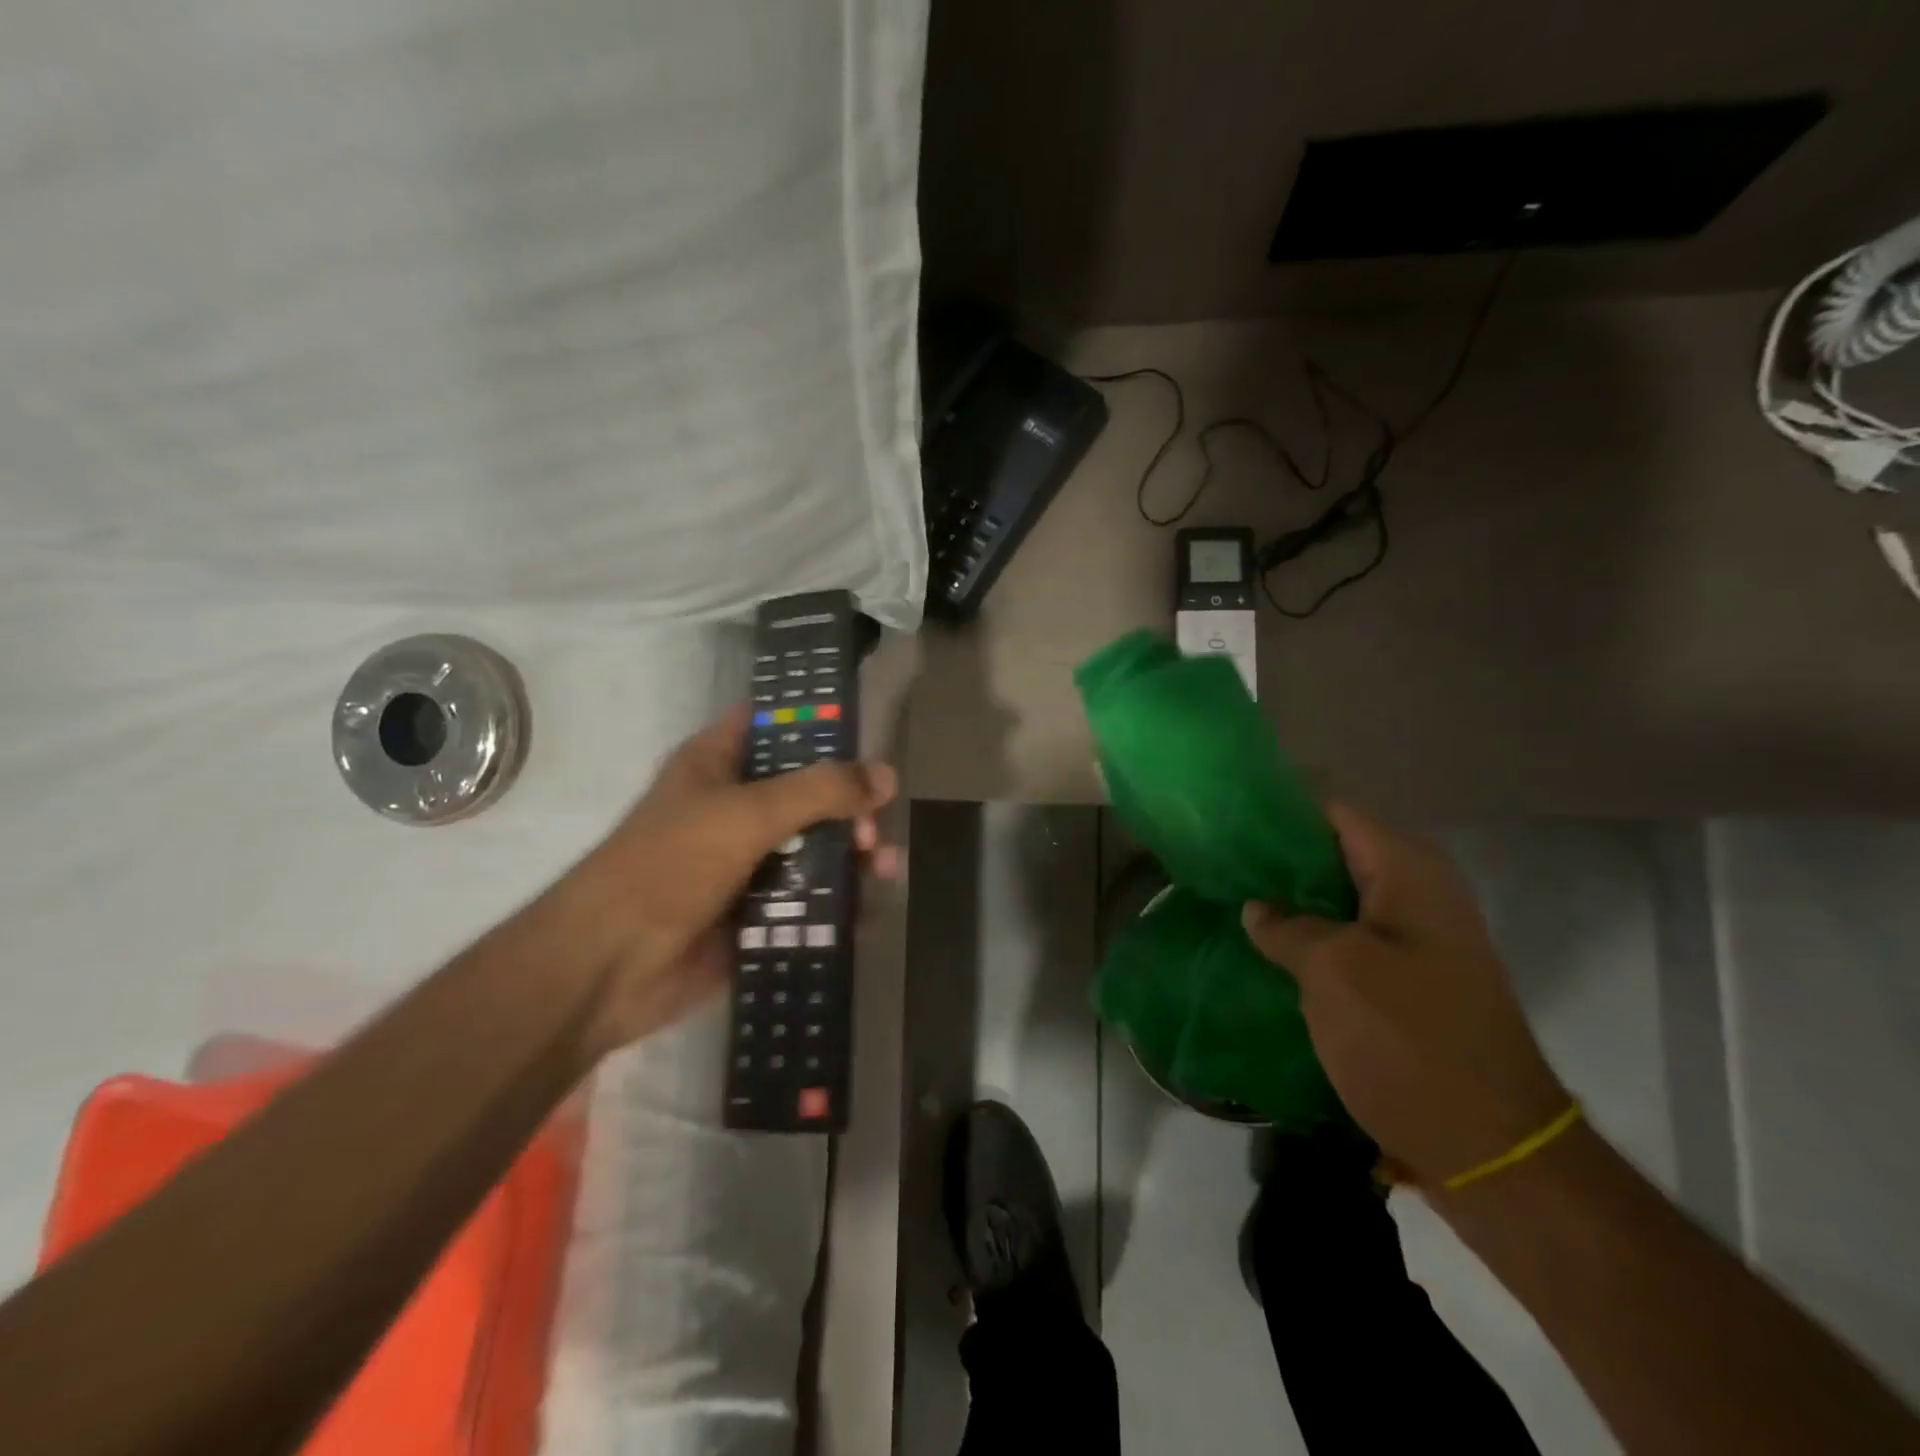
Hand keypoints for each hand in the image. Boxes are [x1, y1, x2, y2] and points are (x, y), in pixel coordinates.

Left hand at [572, 707, 899, 1049]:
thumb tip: (887, 775)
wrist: (609, 967)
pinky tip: (866, 912)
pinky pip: (809, 898)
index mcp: (718, 764)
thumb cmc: (670, 866)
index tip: (867, 738)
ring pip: (814, 847)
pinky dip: (838, 903)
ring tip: (882, 870)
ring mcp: (746, 861)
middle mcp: (735, 806)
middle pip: (808, 792)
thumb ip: (820, 791)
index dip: (819, 723)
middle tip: (872, 830)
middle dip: (849, 807)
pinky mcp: (756, 910)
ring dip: (852, 856)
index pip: (774, 724)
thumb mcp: (747, 814)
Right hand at [1240, 803, 1567, 1189]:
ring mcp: (1418, 939)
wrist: (1491, 1148)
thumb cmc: (1409, 1040)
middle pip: (1336, 851)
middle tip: (1219, 860)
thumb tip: (1258, 908)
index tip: (1228, 816)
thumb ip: (1287, 926)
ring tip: (1231, 898)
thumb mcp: (1334, 971)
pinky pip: (1351, 937)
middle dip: (1279, 855)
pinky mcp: (1411, 980)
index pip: (1335, 810)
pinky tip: (1267, 947)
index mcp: (1408, 871)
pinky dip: (1311, 935)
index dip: (1281, 808)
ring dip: (1292, 898)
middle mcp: (1419, 892)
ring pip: (1340, 896)